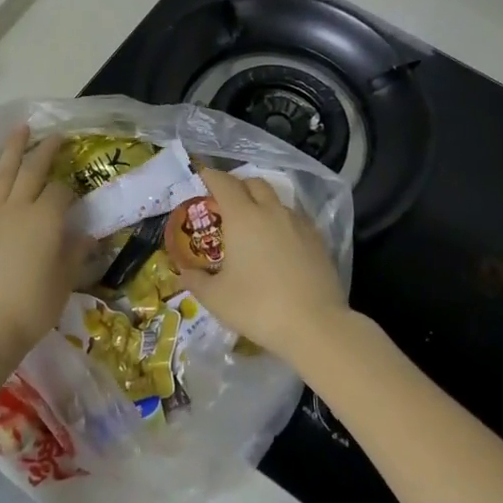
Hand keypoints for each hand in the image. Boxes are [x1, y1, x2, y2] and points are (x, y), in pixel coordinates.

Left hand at [0, 126, 84, 367]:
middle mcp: (19, 207)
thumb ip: (75, 253)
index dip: (69, 190)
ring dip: (12, 149)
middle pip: (32, 170)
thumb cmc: (33, 306)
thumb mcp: (65, 280)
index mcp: (47, 219)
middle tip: (54, 135)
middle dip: (45, 150)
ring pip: (2, 172)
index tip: (74, 197)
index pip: (61, 191)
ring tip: (19, 130)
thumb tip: (85, 236)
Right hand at [180, 167, 350, 366]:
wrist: (315, 326)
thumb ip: (195, 280)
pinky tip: (278, 244)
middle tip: (225, 203)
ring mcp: (299, 224)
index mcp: (243, 217)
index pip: (223, 182)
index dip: (210, 176)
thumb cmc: (257, 307)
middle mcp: (271, 211)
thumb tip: (183, 273)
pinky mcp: (318, 240)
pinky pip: (295, 219)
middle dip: (238, 185)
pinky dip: (281, 222)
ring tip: (252, 226)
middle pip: (254, 183)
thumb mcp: (215, 298)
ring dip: (262, 203)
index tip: (201, 179)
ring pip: (277, 200)